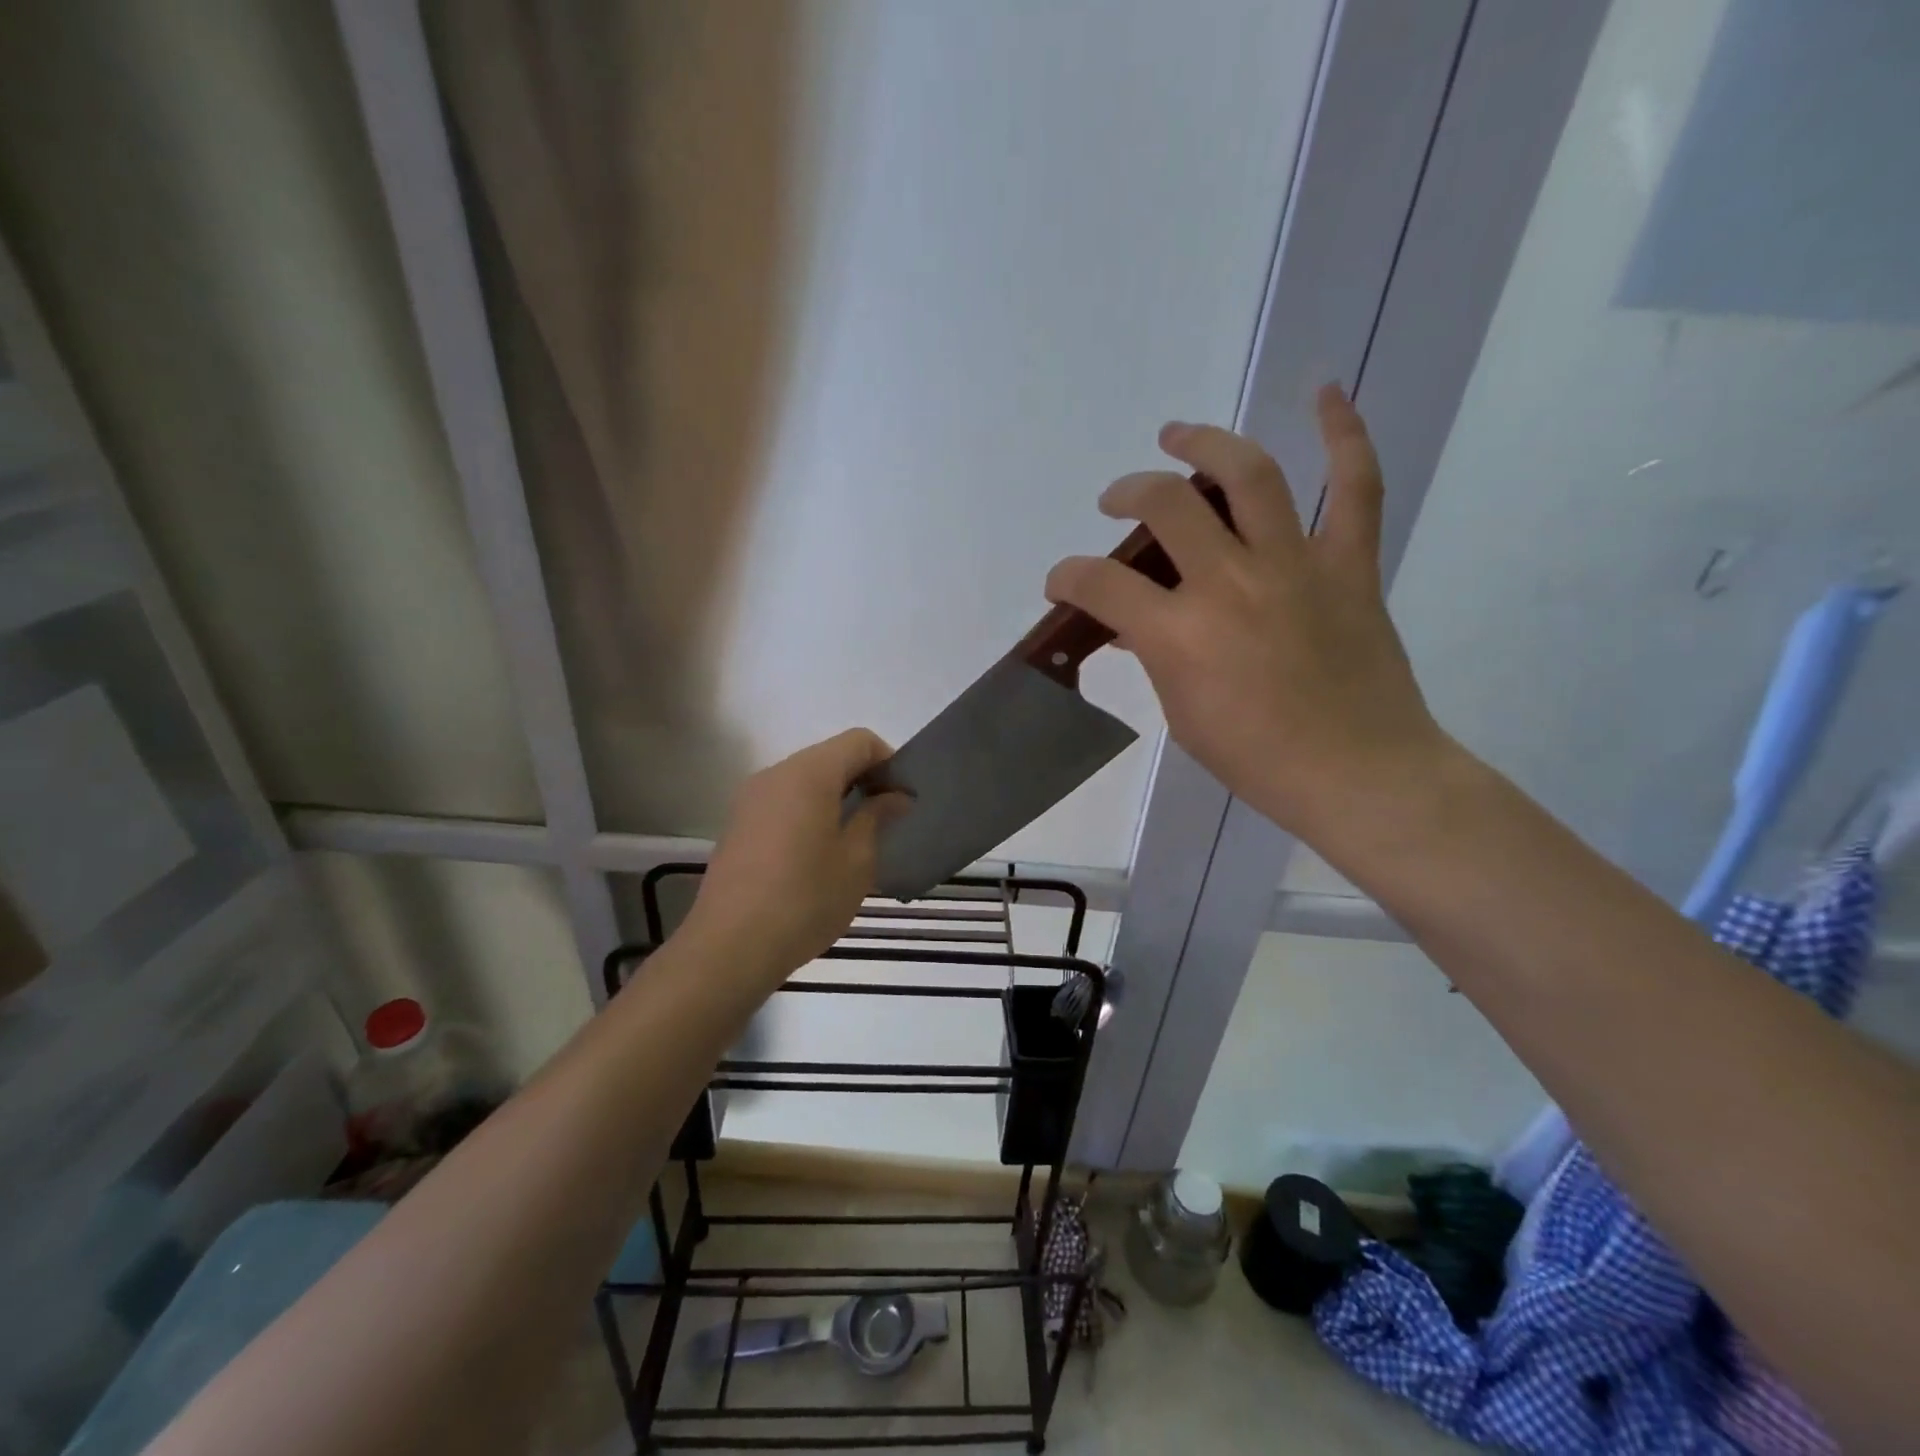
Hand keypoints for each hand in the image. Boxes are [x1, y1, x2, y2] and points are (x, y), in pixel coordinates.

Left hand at [683, 729, 907, 984]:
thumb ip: (877, 817)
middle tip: (886, 819)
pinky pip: (784, 801)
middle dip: (863, 778)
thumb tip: (895, 796)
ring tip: (855, 839)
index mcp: (808, 774)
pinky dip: (810, 811)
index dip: (889, 762)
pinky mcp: (738, 824)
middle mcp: (776, 774)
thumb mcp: (856, 860)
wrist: (730, 947)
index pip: (859, 741)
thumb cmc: (805, 900)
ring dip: (836, 796)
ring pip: (805, 779)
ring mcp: (751, 798)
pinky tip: (819, 853)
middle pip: (830, 756)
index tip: (902, 799)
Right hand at [1044, 385, 1445, 844]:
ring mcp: (1294, 565)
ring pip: (1247, 475)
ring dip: (1204, 443)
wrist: (1357, 774)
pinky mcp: (1349, 564)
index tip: (1062, 581)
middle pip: (1165, 504)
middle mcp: (1230, 582)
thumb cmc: (1256, 759)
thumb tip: (1137, 627)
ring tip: (1176, 436)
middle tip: (1118, 501)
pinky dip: (1343, 435)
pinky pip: (1354, 486)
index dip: (1067, 575)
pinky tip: (1324, 393)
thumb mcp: (1182, 714)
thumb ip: (1155, 658)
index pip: (1100, 582)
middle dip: (1127, 493)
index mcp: (1180, 633)